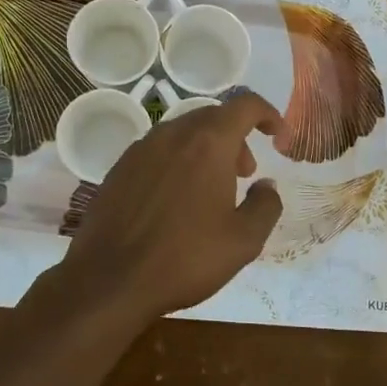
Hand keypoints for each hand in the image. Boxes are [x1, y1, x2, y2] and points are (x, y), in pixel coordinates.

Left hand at [59, 93, 285, 321]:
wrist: (108, 280)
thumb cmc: (184, 258)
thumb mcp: (243, 241)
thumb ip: (265, 206)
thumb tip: (267, 186)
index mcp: (208, 142)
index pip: (245, 105)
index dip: (268, 115)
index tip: (278, 140)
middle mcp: (173, 134)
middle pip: (214, 117)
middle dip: (237, 138)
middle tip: (246, 174)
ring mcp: (141, 149)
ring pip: (184, 133)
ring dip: (207, 150)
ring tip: (213, 189)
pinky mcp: (120, 167)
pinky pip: (159, 150)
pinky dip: (179, 161)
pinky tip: (177, 200)